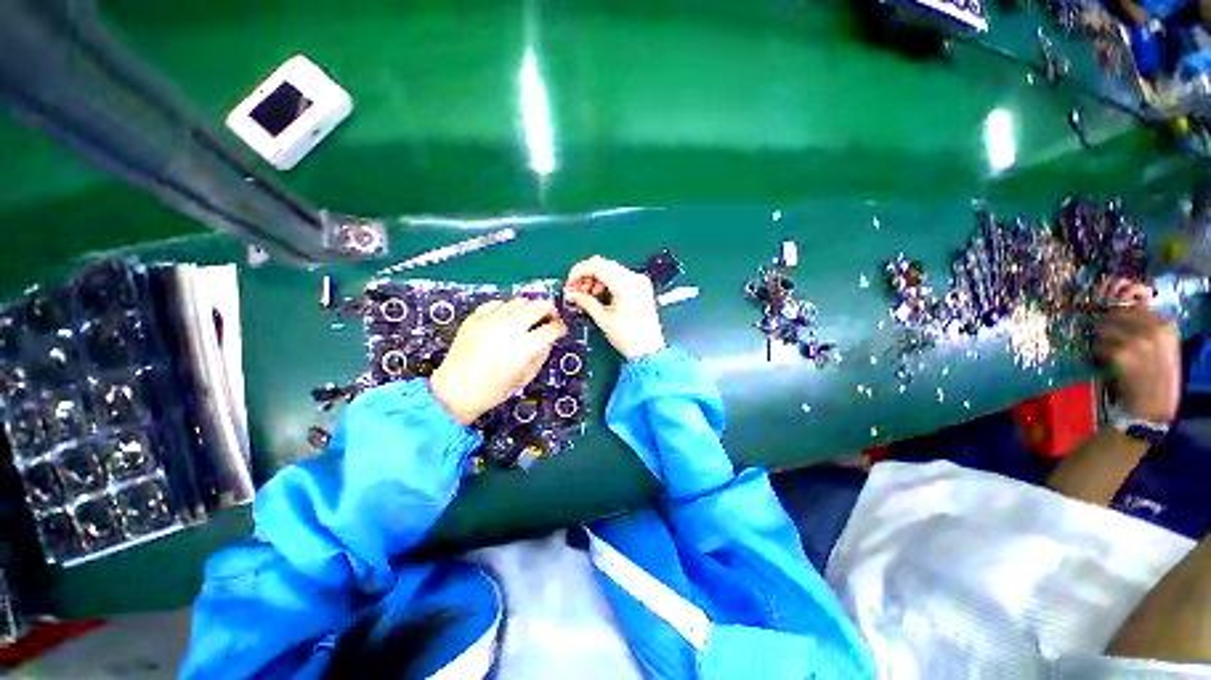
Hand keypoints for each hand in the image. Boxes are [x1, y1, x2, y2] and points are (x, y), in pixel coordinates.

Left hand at [430, 298, 566, 424]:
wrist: (455, 390)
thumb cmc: (494, 390)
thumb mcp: (526, 376)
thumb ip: (542, 354)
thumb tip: (549, 339)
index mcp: (525, 347)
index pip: (552, 328)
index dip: (561, 328)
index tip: (560, 330)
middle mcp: (510, 328)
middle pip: (539, 305)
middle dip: (550, 310)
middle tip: (549, 319)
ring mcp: (491, 320)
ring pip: (520, 300)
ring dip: (529, 308)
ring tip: (527, 319)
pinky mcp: (475, 317)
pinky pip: (497, 303)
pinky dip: (507, 308)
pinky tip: (506, 319)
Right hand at [564, 255, 664, 358]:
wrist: (649, 350)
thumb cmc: (630, 338)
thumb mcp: (604, 320)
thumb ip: (586, 302)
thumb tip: (572, 294)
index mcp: (627, 285)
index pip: (597, 265)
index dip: (579, 272)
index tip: (569, 283)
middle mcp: (635, 279)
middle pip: (603, 265)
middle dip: (585, 276)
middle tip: (575, 291)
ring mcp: (639, 281)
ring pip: (609, 269)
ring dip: (594, 279)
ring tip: (586, 296)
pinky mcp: (639, 287)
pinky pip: (618, 277)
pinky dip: (605, 282)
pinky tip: (598, 295)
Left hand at [1092, 281, 1180, 421]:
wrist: (1153, 407)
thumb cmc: (1157, 376)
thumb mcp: (1162, 346)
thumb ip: (1147, 325)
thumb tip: (1122, 305)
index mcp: (1167, 325)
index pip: (1134, 304)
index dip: (1117, 310)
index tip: (1111, 318)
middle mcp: (1154, 329)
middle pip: (1115, 313)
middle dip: (1104, 323)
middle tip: (1100, 333)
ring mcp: (1138, 341)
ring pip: (1103, 328)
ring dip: (1097, 338)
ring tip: (1105, 350)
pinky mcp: (1121, 354)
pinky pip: (1097, 346)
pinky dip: (1095, 352)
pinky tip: (1104, 362)